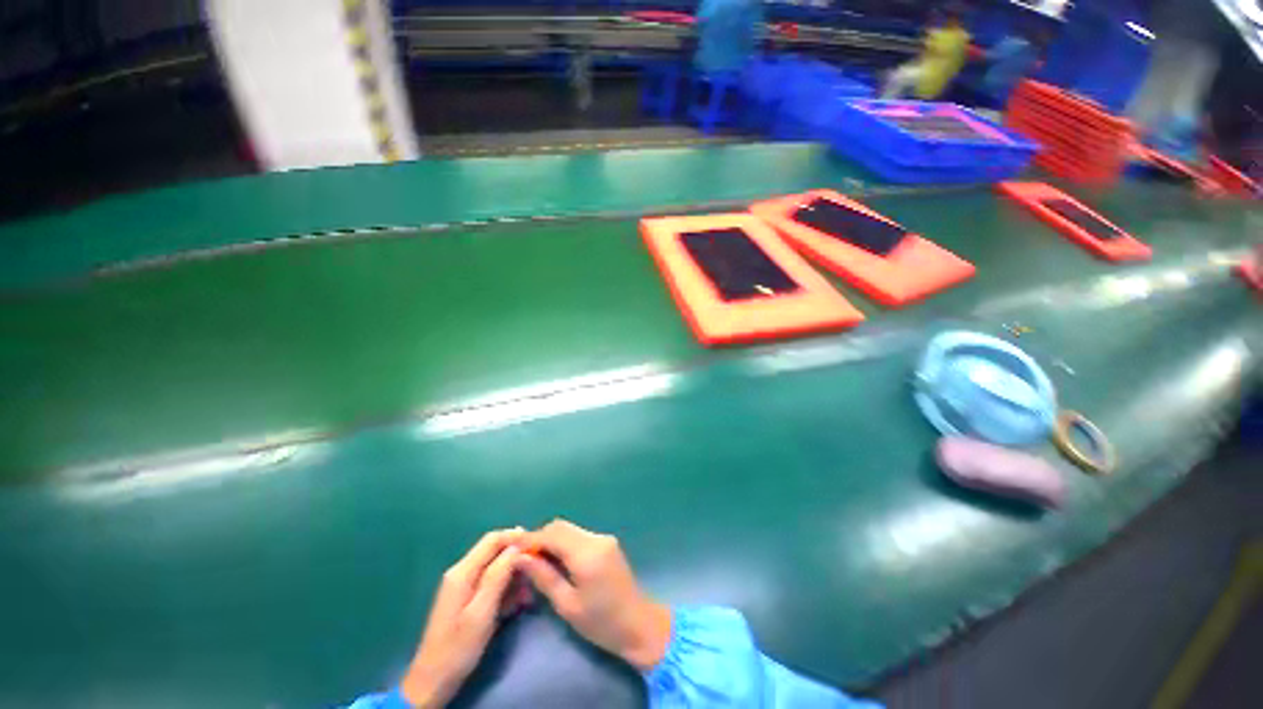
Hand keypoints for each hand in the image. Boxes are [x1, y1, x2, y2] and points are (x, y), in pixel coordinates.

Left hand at [400, 529, 529, 707]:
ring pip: (496, 567)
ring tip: (528, 595)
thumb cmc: (457, 648)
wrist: (433, 681)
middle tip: (536, 574)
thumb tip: (516, 547)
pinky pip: (492, 582)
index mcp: (463, 572)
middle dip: (517, 559)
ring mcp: (464, 585)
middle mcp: (462, 572)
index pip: (493, 539)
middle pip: (495, 551)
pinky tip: (517, 604)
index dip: (516, 537)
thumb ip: (497, 576)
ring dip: (514, 577)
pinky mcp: (468, 598)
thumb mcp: (481, 612)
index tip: (537, 546)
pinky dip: (506, 588)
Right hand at [517, 519, 671, 670]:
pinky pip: (579, 535)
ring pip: (570, 529)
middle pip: (561, 527)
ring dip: (552, 540)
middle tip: (523, 558)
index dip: (530, 539)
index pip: (552, 534)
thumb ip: (544, 577)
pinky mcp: (607, 542)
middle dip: (540, 538)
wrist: (638, 624)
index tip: (512, 548)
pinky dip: (564, 543)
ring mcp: (603, 538)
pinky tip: (557, 561)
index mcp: (586, 554)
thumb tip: (521, 557)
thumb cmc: (601, 623)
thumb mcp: (567, 604)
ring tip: (537, 561)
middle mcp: (596, 538)